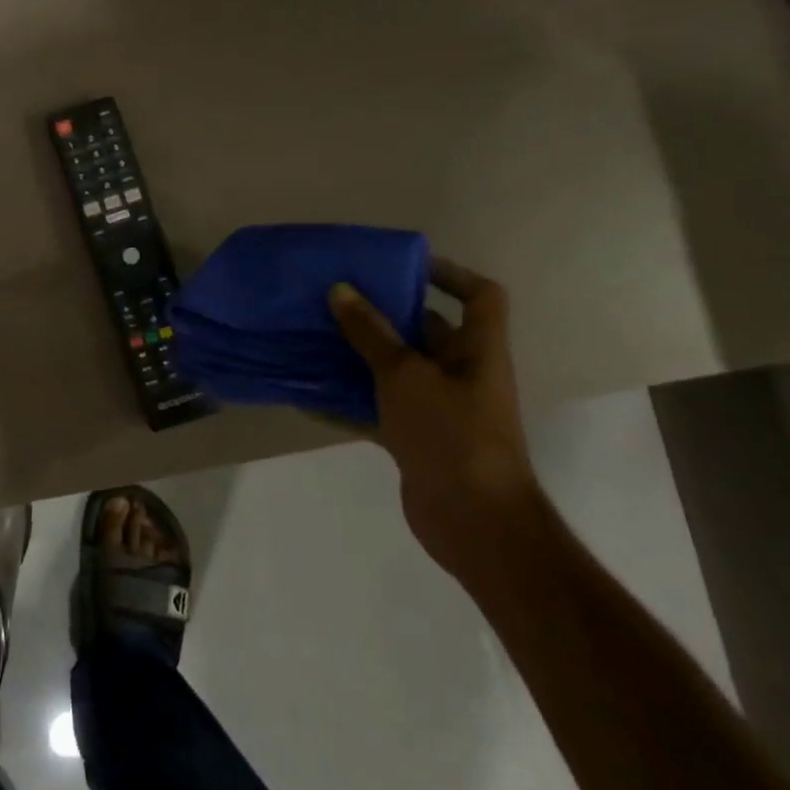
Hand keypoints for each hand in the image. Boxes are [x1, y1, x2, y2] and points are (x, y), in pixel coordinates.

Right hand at [330, 257, 541, 574]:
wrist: (474, 523)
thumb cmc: (451, 435)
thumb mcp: (405, 375)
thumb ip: (371, 333)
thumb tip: (340, 289)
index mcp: (477, 351)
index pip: (480, 296)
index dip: (449, 274)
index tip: (400, 265)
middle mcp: (462, 373)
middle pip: (427, 330)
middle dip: (384, 313)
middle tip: (337, 297)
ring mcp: (439, 408)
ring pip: (396, 368)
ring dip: (360, 355)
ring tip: (315, 336)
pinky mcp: (416, 437)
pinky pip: (379, 407)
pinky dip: (349, 401)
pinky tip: (308, 395)